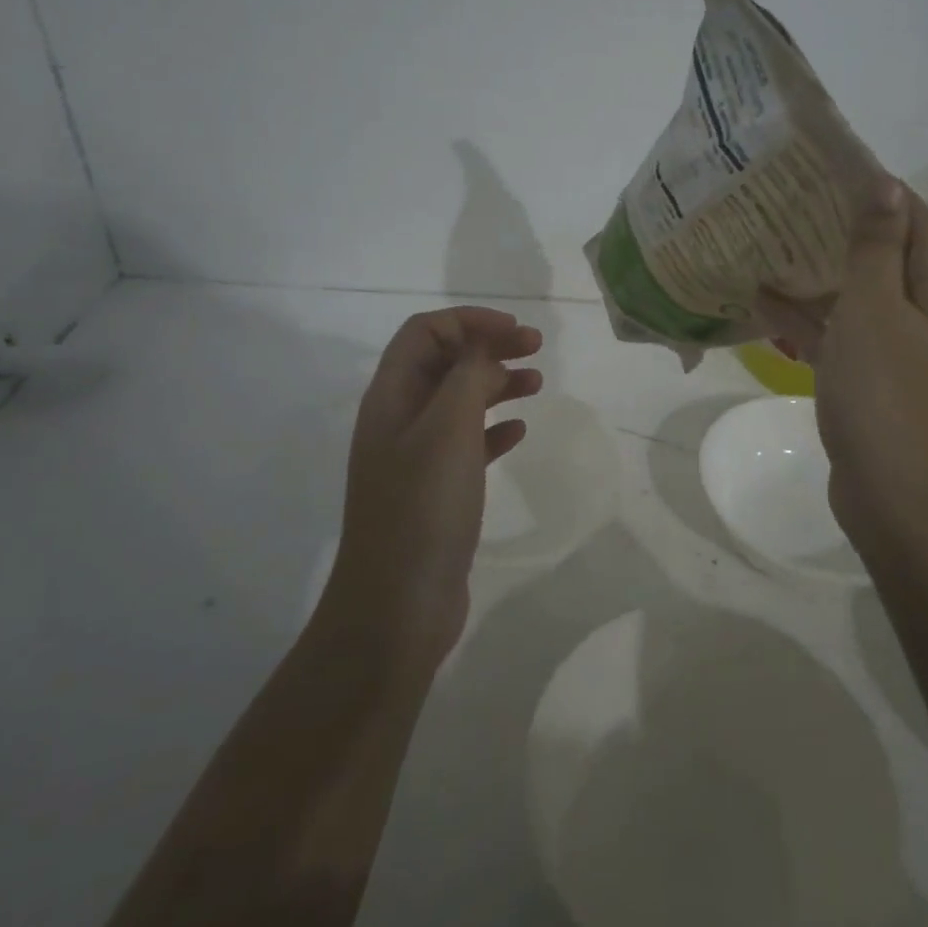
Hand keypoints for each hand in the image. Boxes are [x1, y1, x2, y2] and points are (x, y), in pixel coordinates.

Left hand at [323, 307, 542, 665]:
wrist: (397, 605)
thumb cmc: (423, 508)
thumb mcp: (448, 429)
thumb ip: (468, 376)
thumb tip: (484, 346)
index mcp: (391, 396)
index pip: (425, 332)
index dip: (469, 321)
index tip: (516, 330)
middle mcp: (398, 419)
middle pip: (444, 362)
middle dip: (488, 347)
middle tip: (536, 349)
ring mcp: (416, 457)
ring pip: (458, 401)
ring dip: (496, 384)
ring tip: (536, 384)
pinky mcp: (436, 490)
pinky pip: (467, 443)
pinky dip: (493, 429)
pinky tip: (518, 433)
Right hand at [757, 178, 927, 546]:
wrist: (902, 503)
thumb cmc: (889, 397)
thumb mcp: (875, 311)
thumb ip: (876, 247)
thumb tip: (886, 185)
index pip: (913, 216)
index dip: (872, 189)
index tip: (819, 169)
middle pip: (884, 254)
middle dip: (836, 229)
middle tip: (781, 203)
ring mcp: (902, 350)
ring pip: (858, 296)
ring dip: (816, 274)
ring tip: (763, 243)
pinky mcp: (875, 382)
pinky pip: (842, 336)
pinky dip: (809, 320)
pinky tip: (761, 303)